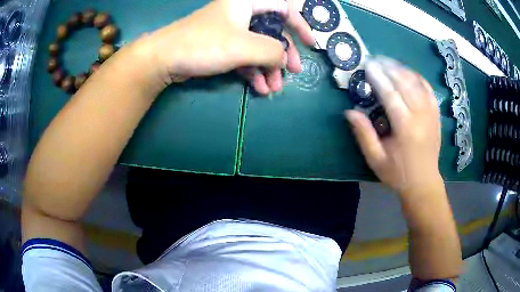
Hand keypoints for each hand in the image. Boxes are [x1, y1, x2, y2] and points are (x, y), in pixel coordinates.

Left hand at [138, 0, 313, 93]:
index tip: (310, 44)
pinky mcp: (221, 48)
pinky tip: (259, 88)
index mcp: (247, 3)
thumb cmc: (203, 44)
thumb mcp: (243, 46)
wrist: (164, 60)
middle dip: (283, 54)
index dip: (300, 25)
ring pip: (258, 47)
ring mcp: (230, 32)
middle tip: (293, 72)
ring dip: (268, 68)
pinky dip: (253, 71)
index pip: (283, 8)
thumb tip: (286, 57)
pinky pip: (244, 57)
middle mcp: (240, 14)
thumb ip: (273, 50)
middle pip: (272, 31)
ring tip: (273, 88)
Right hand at [345, 57, 441, 192]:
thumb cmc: (397, 173)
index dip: (378, 78)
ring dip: (403, 69)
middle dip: (389, 68)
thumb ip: (364, 134)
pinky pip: (429, 90)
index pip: (391, 95)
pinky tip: (409, 73)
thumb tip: (350, 111)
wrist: (423, 183)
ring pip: (418, 83)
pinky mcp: (436, 115)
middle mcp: (420, 116)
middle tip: (376, 59)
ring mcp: (431, 114)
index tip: (368, 65)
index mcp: (405, 128)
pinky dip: (419, 78)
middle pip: (405, 84)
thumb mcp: (376, 159)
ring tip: (389, 62)